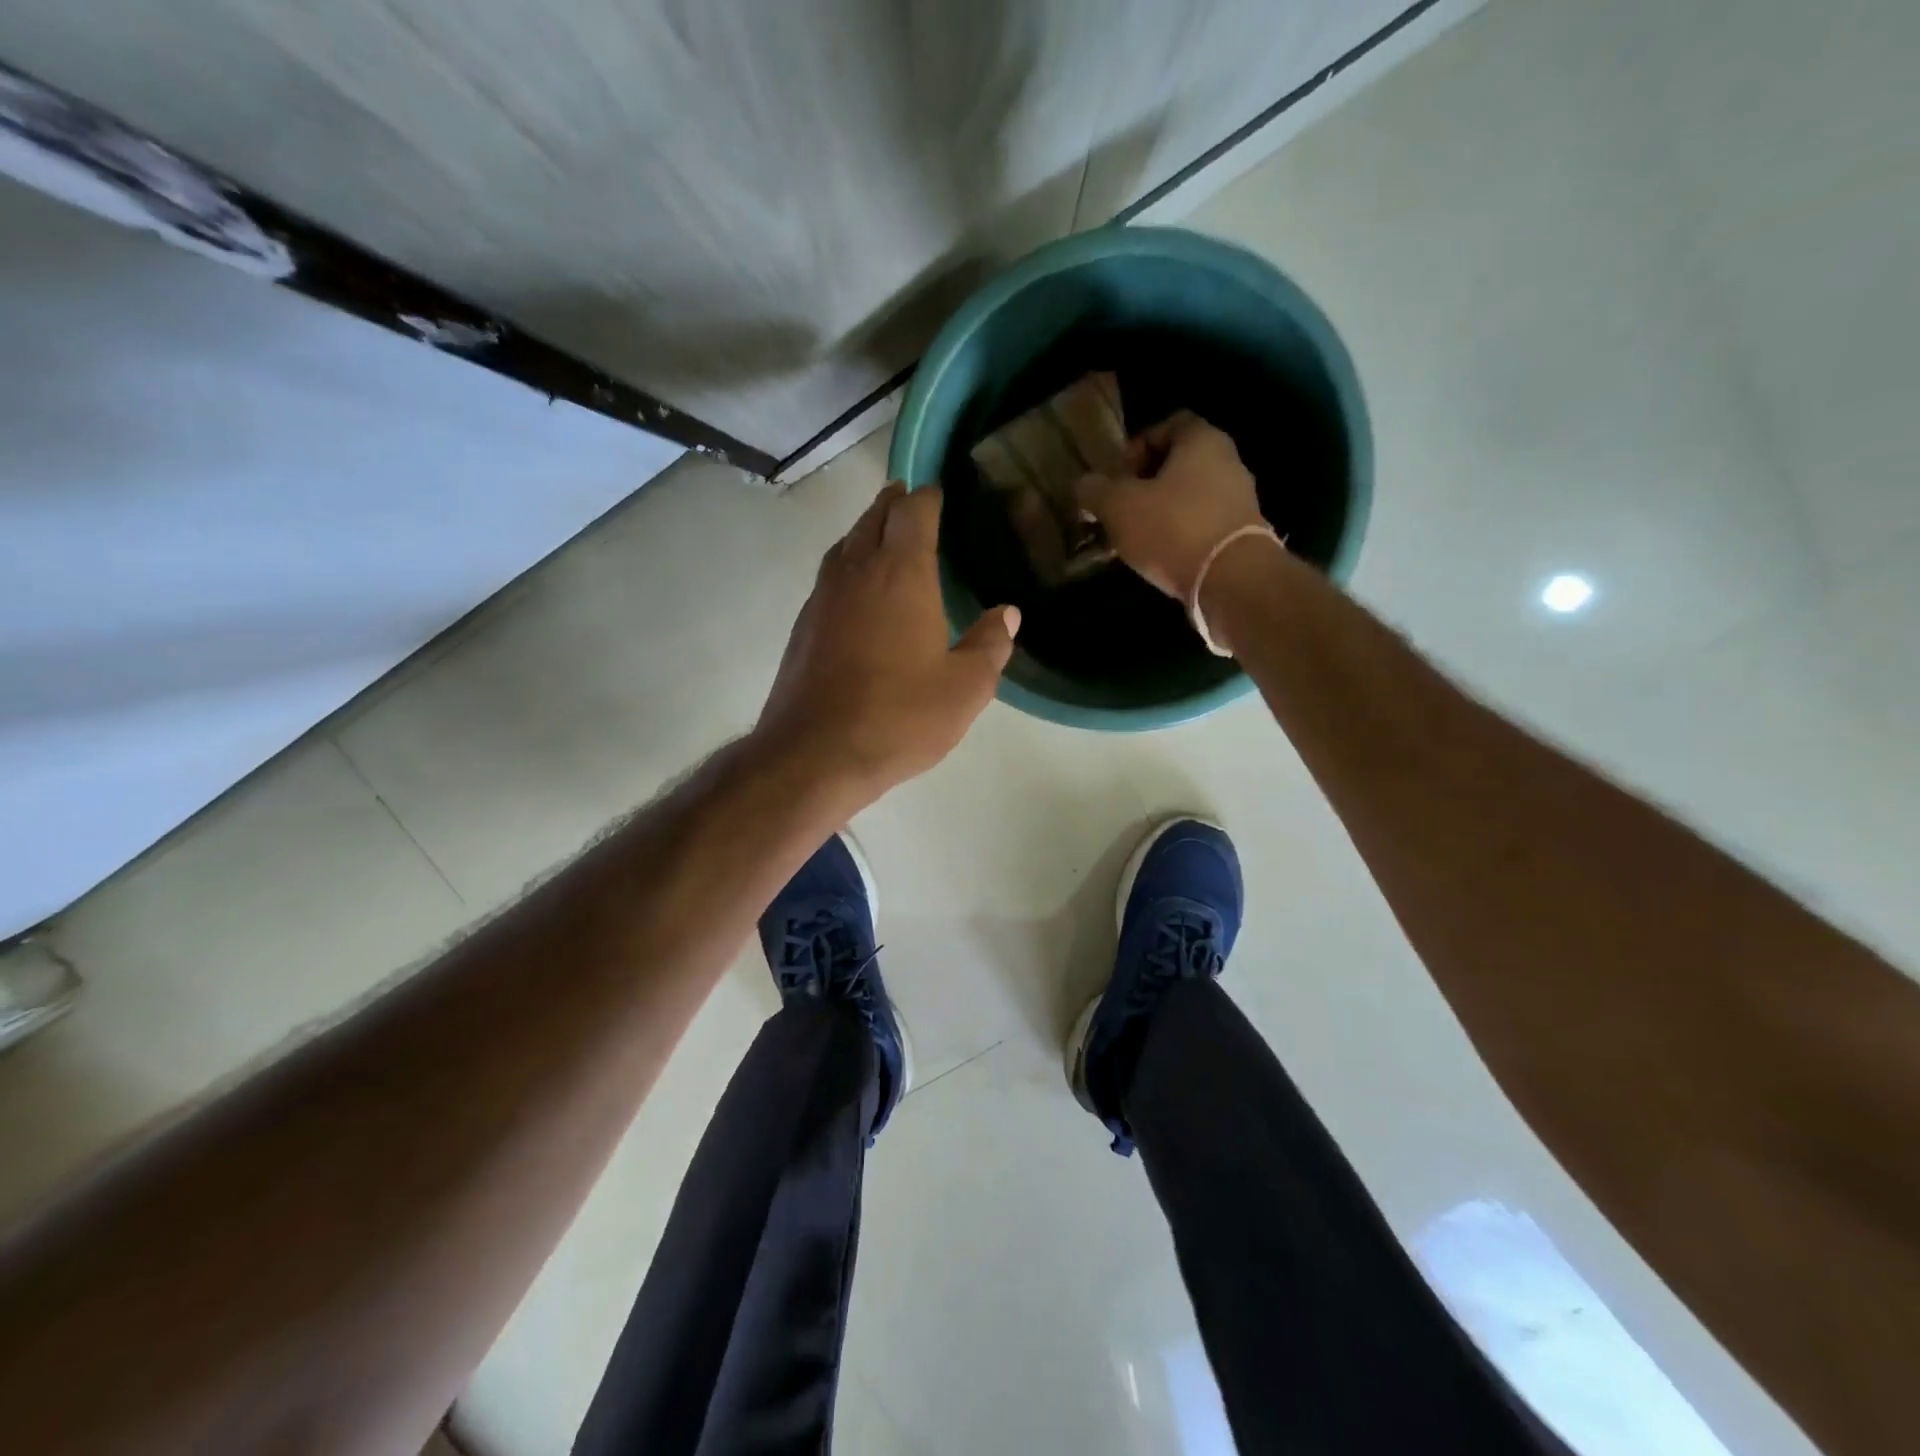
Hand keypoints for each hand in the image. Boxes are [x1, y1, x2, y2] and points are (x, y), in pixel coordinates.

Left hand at [754, 482, 1019, 804]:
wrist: (815, 753)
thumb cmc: (899, 717)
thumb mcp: (965, 688)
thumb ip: (990, 645)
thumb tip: (1007, 613)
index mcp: (902, 573)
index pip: (914, 512)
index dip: (928, 496)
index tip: (939, 492)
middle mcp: (858, 571)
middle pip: (873, 517)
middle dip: (894, 503)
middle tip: (912, 501)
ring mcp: (823, 596)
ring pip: (846, 544)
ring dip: (866, 531)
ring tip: (885, 535)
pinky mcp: (804, 624)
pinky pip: (830, 576)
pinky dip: (848, 565)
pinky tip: (858, 590)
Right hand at [1074, 411, 1266, 600]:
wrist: (1232, 580)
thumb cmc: (1173, 528)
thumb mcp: (1118, 506)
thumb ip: (1095, 491)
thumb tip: (1083, 485)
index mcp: (1202, 440)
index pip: (1169, 424)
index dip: (1138, 446)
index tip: (1117, 475)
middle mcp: (1228, 462)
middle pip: (1180, 463)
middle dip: (1146, 484)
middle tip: (1120, 509)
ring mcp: (1240, 500)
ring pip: (1191, 497)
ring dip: (1162, 513)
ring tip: (1136, 538)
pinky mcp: (1243, 536)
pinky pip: (1203, 526)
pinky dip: (1181, 536)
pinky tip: (1162, 557)